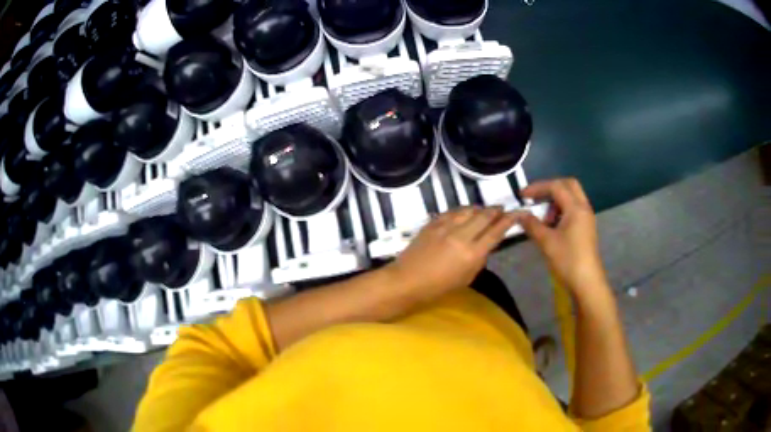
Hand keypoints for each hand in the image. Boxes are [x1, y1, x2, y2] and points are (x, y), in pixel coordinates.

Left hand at [388, 207, 516, 302]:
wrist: (406, 281)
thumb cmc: (438, 287)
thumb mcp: (466, 278)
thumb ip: (479, 258)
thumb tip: (486, 244)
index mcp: (472, 253)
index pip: (496, 231)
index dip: (510, 220)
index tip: (518, 212)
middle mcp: (462, 235)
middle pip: (485, 215)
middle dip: (496, 210)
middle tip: (501, 209)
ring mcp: (446, 226)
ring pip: (469, 210)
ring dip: (479, 209)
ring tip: (484, 211)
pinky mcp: (433, 223)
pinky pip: (453, 211)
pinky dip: (462, 211)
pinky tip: (465, 213)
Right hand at [514, 178, 609, 298]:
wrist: (586, 282)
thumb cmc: (568, 260)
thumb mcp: (546, 242)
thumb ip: (532, 225)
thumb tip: (520, 214)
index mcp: (576, 208)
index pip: (556, 186)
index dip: (538, 187)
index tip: (522, 196)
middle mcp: (583, 208)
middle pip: (568, 185)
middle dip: (550, 188)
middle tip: (536, 199)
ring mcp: (586, 217)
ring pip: (571, 197)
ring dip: (556, 200)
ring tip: (543, 218)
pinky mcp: (585, 227)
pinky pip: (573, 208)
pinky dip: (561, 210)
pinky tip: (551, 225)